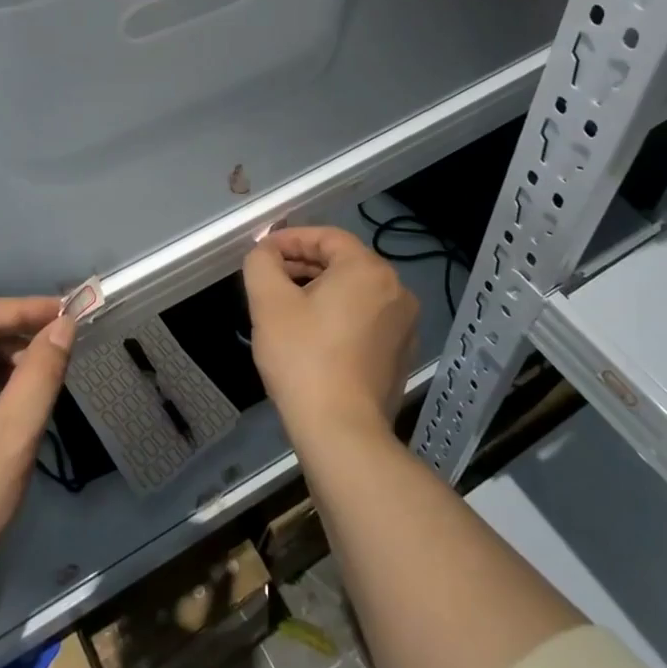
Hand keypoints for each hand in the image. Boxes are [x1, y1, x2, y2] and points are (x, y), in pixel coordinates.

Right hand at [243, 227, 418, 445]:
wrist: (341, 431)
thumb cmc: (303, 358)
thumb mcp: (268, 302)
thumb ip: (262, 263)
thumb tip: (266, 253)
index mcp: (368, 269)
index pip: (326, 237)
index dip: (291, 239)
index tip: (263, 252)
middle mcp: (396, 290)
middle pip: (343, 263)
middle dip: (303, 266)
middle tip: (271, 278)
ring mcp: (404, 325)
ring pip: (355, 292)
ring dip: (320, 291)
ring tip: (287, 307)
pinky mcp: (401, 354)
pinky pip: (366, 319)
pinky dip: (339, 316)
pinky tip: (312, 336)